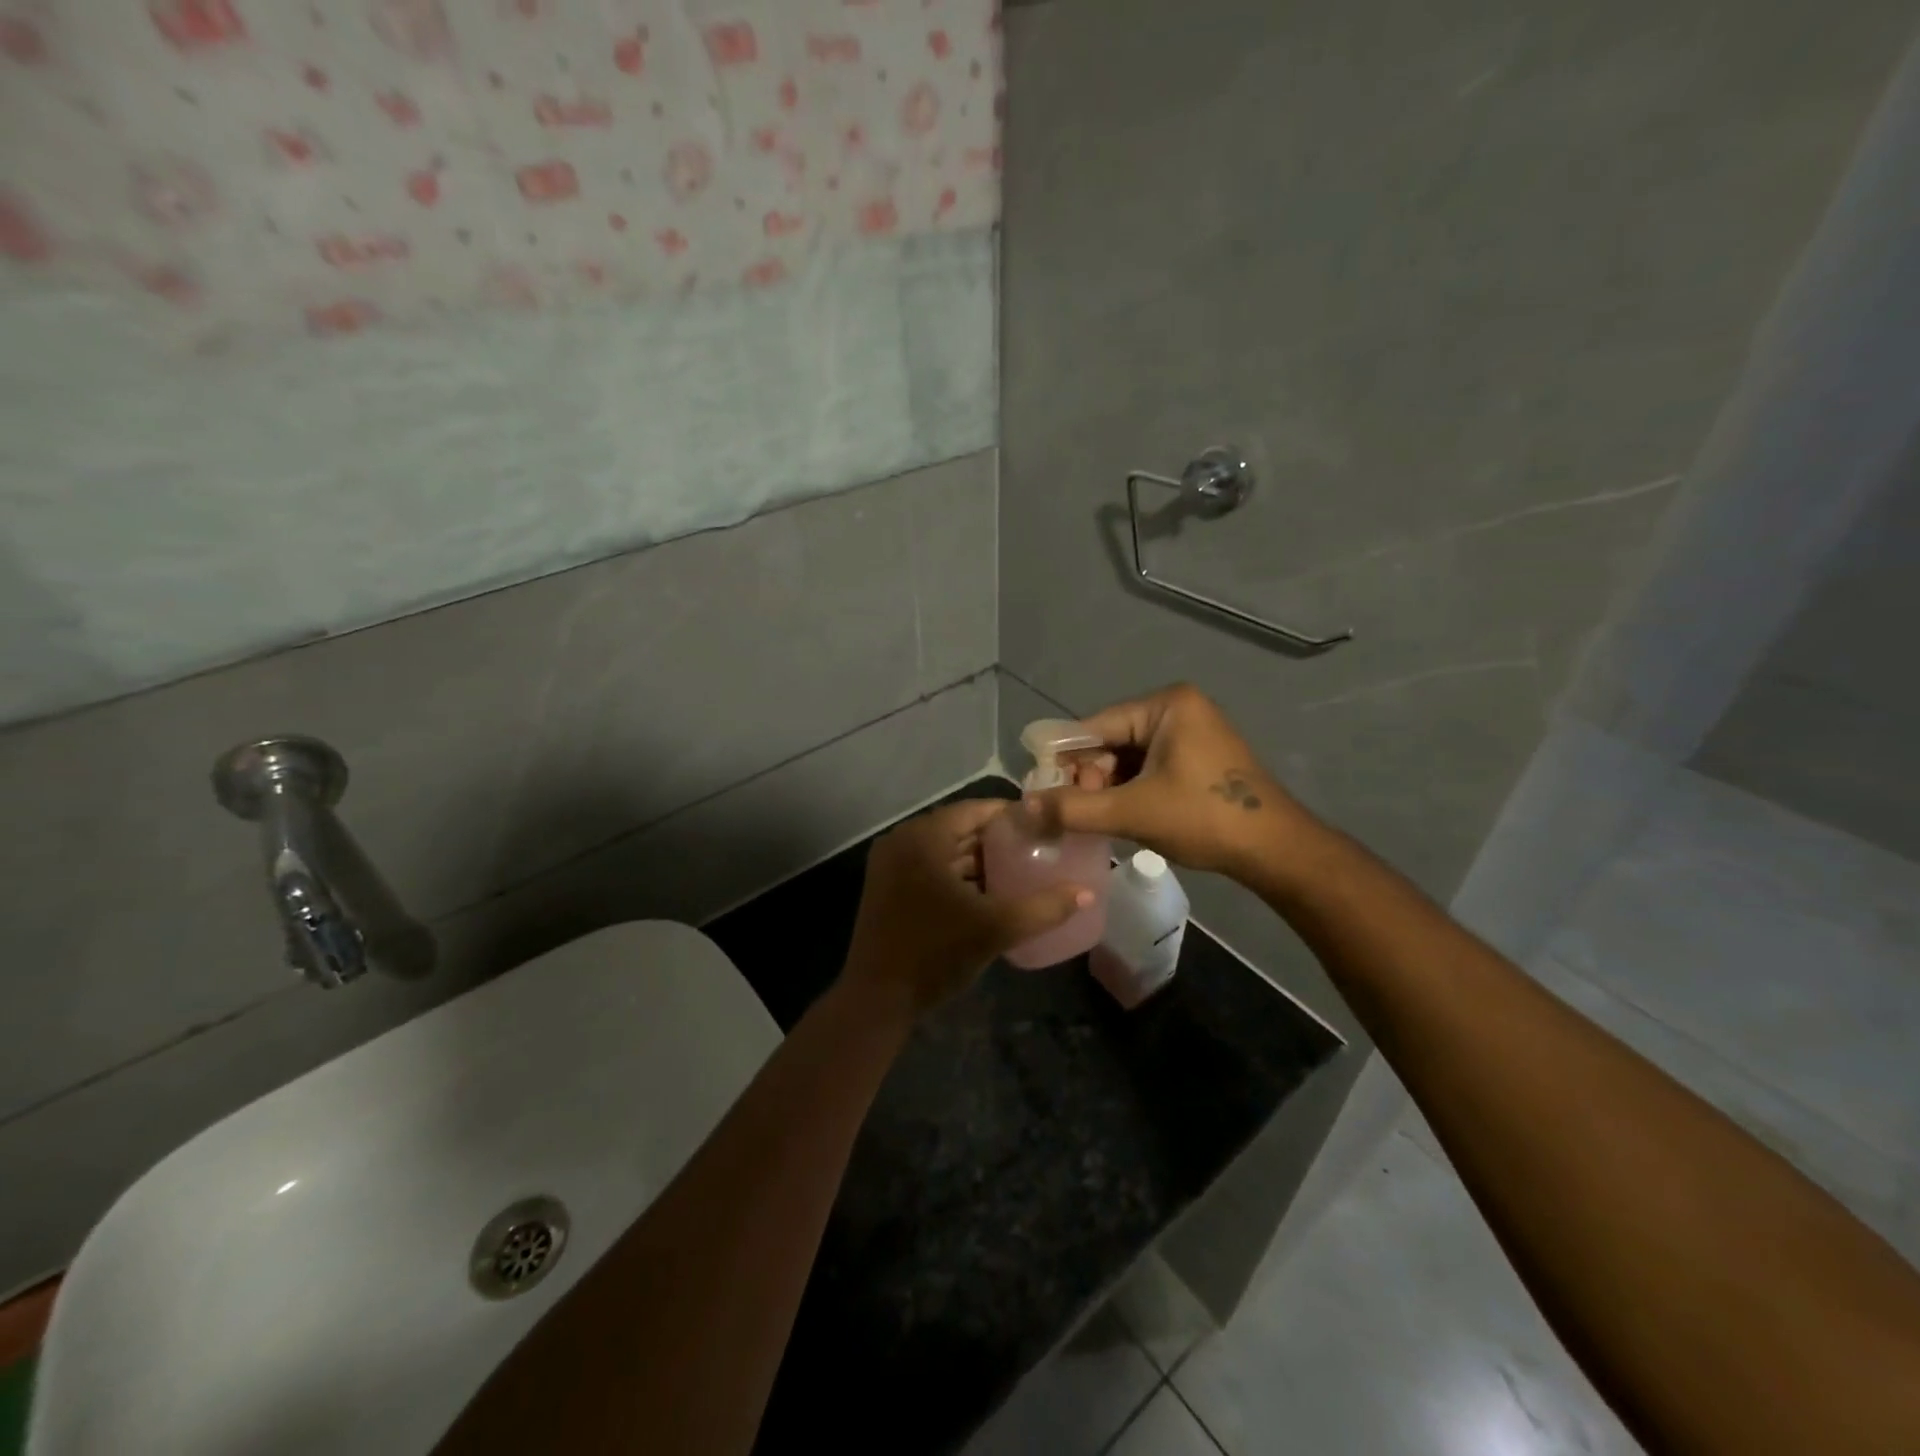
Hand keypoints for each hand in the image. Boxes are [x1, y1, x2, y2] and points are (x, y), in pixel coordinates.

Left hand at [842, 799, 1094, 1015]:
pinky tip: (986, 892)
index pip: (975, 810)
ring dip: (977, 857)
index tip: (1043, 826)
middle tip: (1036, 848)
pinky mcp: (886, 886)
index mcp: (923, 837)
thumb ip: (1044, 908)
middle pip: (959, 828)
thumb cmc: (936, 953)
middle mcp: (902, 840)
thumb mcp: (995, 928)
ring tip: (1018, 869)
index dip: (1011, 816)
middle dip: (997, 839)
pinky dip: (956, 873)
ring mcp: (889, 863)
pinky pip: (929, 866)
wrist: (877, 998)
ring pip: (943, 849)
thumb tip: (1087, 894)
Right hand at [1029, 683, 1309, 879]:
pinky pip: (1148, 768)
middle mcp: (1178, 709)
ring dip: (1108, 788)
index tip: (1041, 790)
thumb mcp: (1132, 811)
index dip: (1064, 759)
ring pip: (1128, 758)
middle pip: (1111, 741)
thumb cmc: (1204, 819)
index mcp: (1166, 705)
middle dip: (1090, 778)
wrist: (1276, 851)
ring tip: (1099, 820)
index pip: (1096, 726)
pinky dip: (1130, 791)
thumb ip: (1073, 808)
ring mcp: (1191, 732)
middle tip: (1079, 814)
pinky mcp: (1198, 757)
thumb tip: (1024, 807)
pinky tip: (1121, 816)